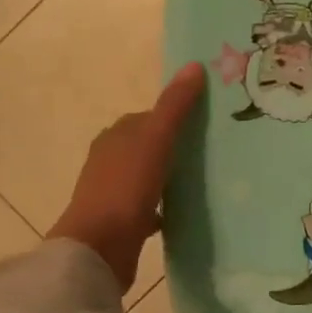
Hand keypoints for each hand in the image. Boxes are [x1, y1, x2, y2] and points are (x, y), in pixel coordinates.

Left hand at [46, 63, 205, 289]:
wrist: (99, 247)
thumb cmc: (125, 188)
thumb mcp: (154, 140)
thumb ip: (174, 106)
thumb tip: (194, 65)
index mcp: (115, 137)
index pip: (147, 118)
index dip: (174, 117)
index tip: (206, 123)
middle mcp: (110, 161)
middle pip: (148, 147)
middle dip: (174, 147)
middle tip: (212, 151)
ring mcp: (114, 193)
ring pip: (149, 177)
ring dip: (170, 177)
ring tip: (204, 180)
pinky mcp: (122, 222)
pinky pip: (149, 207)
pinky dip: (165, 206)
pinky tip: (185, 211)